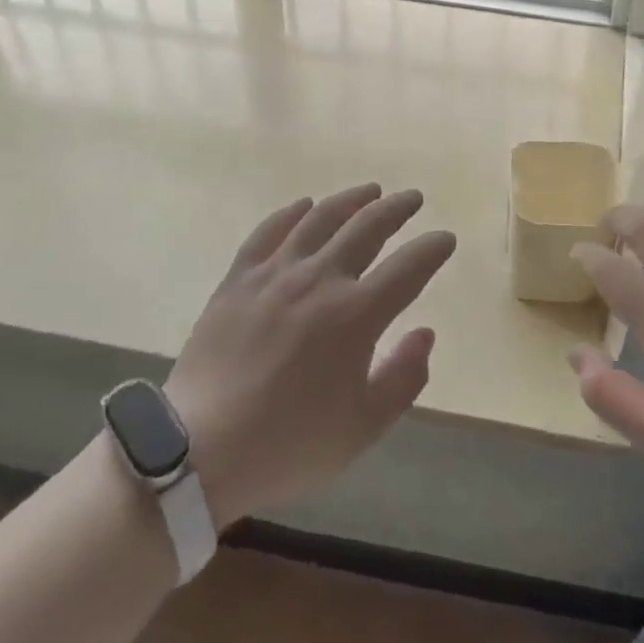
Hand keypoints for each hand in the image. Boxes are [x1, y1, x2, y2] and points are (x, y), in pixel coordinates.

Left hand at [162, 185, 455, 529]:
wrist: (198, 451)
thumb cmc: (288, 444)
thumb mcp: (362, 428)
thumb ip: (403, 378)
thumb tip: (425, 333)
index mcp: (356, 315)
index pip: (408, 267)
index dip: (432, 249)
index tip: (445, 238)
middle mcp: (320, 280)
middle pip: (367, 227)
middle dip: (397, 209)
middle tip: (412, 198)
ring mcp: (275, 273)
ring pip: (321, 218)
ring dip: (351, 200)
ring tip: (370, 191)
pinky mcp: (239, 278)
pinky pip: (269, 231)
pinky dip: (291, 213)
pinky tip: (304, 205)